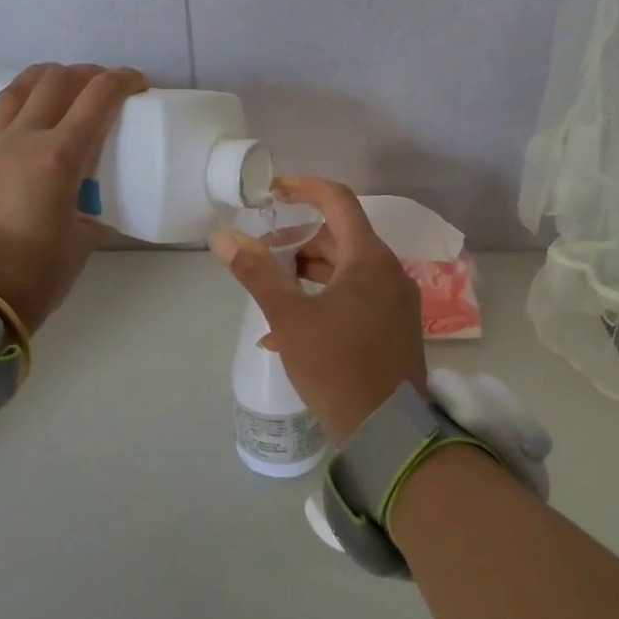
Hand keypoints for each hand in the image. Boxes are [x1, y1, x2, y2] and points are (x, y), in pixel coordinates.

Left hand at [0, 63, 147, 334]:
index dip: (123, 80)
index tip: (139, 84)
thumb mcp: (81, 243)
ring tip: (61, 90)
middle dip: (86, 75)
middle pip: (56, 80)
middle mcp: (22, 141)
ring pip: (16, 91)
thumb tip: (98, 213)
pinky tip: (25, 143)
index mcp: (59, 157)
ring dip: (45, 81)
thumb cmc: (36, 274)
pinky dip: (18, 120)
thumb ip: (93, 216)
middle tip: (102, 89)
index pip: (97, 97)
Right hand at [210, 176, 425, 445]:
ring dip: (310, 272)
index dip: (305, 187)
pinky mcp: (395, 325)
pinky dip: (326, 297)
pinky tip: (293, 328)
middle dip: (299, 240)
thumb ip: (256, 273)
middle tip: (264, 253)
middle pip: (341, 237)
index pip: (339, 201)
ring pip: (348, 268)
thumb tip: (222, 236)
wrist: (388, 431)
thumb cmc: (336, 366)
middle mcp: (389, 271)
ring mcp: (396, 300)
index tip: (274, 190)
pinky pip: (357, 295)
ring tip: (274, 292)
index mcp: (369, 258)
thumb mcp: (289, 318)